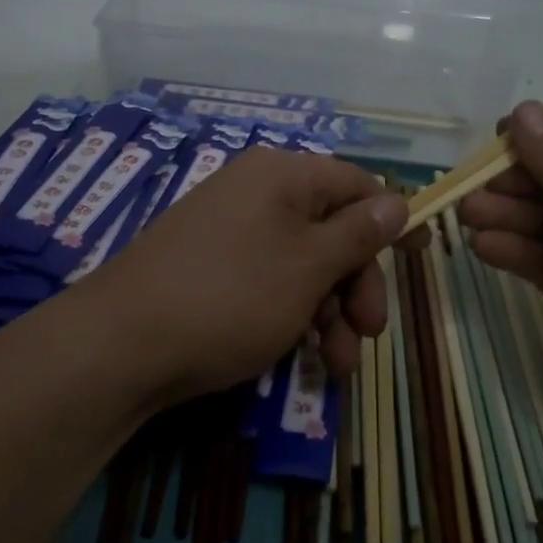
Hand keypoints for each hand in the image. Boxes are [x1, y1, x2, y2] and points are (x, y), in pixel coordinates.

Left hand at [83, 147, 406, 407]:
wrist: (121, 346)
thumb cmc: (231, 296)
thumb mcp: (308, 266)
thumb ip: (358, 234)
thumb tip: (398, 201)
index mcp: (282, 176)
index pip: (356, 184)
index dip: (392, 219)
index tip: (421, 255)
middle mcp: (257, 195)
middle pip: (332, 231)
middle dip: (357, 285)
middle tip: (369, 332)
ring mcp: (231, 234)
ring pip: (303, 267)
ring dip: (330, 314)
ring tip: (337, 367)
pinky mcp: (212, 271)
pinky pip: (269, 284)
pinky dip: (293, 318)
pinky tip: (304, 359)